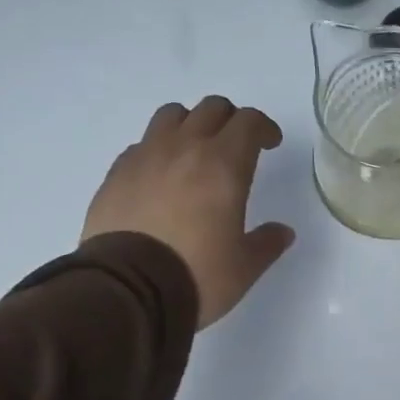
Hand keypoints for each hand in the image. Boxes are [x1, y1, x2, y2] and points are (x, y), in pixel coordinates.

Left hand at [84, 97, 295, 327]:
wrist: (127, 291)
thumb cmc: (197, 275)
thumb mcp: (244, 267)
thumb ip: (267, 243)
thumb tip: (282, 232)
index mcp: (224, 165)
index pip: (248, 122)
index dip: (264, 128)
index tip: (270, 143)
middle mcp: (184, 149)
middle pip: (211, 109)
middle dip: (230, 120)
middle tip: (236, 145)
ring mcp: (145, 157)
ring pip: (171, 115)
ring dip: (190, 124)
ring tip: (195, 152)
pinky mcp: (116, 174)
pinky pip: (141, 145)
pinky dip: (157, 151)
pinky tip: (160, 178)